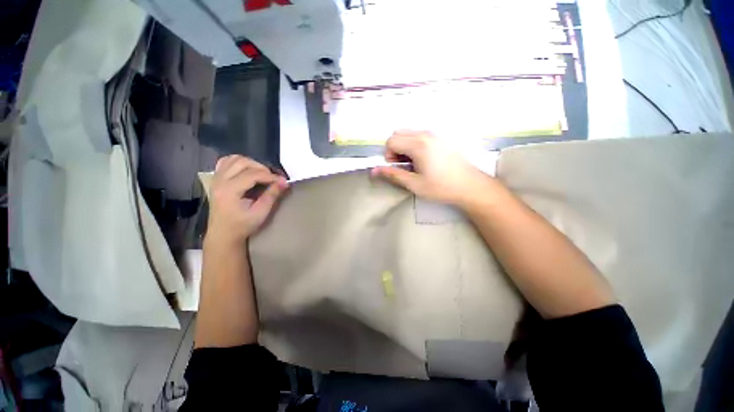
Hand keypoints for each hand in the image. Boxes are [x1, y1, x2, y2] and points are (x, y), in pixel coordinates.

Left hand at [206, 155, 287, 244]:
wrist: (223, 234)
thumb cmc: (242, 226)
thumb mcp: (260, 213)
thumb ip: (272, 195)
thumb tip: (284, 182)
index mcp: (229, 190)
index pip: (252, 174)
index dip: (270, 176)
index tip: (283, 181)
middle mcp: (220, 180)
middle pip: (242, 162)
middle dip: (261, 168)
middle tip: (272, 178)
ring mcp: (216, 178)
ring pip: (234, 159)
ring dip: (250, 163)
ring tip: (261, 174)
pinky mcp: (216, 179)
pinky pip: (226, 162)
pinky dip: (238, 162)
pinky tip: (247, 171)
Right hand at [371, 130, 497, 207]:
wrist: (470, 186)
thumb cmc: (441, 187)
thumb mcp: (414, 184)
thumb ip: (393, 174)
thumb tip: (374, 171)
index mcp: (418, 145)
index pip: (391, 141)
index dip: (388, 155)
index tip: (396, 167)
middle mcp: (425, 134)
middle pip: (398, 133)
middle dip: (394, 148)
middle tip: (402, 165)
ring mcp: (435, 134)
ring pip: (409, 133)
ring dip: (404, 146)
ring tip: (412, 163)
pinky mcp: (441, 138)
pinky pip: (419, 135)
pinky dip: (413, 144)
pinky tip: (423, 159)